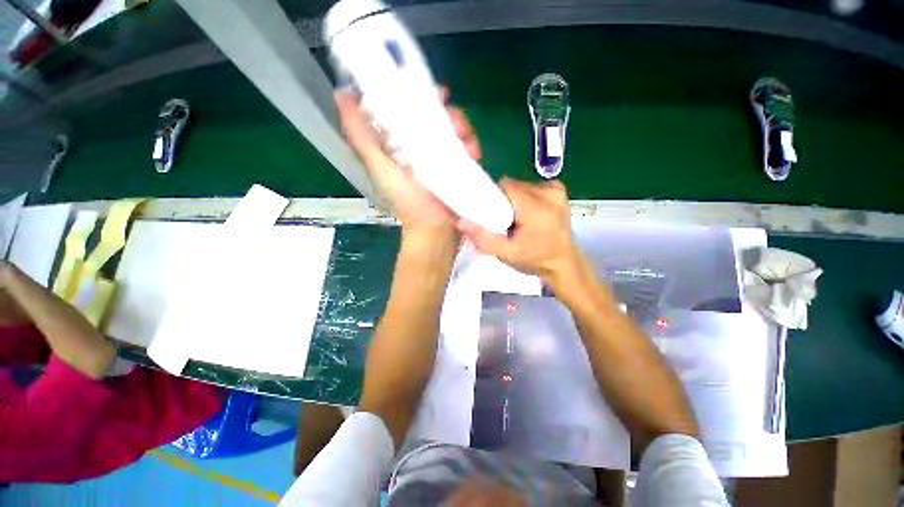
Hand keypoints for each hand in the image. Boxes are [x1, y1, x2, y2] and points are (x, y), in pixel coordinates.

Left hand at [335, 88, 481, 237]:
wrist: (435, 229)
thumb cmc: (408, 201)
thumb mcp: (380, 167)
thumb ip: (361, 136)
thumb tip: (342, 94)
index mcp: (401, 143)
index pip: (410, 107)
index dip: (420, 94)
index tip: (434, 93)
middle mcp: (422, 145)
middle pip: (437, 116)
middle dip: (449, 114)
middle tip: (456, 124)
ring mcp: (443, 156)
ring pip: (455, 129)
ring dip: (464, 130)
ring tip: (469, 145)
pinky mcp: (459, 167)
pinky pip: (468, 147)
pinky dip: (473, 145)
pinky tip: (474, 153)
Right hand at [457, 178, 583, 288]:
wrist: (564, 263)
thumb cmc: (534, 260)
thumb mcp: (505, 253)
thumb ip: (483, 237)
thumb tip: (459, 221)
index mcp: (535, 207)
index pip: (505, 186)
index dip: (493, 195)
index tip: (490, 211)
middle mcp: (548, 193)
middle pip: (513, 185)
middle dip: (503, 199)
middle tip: (503, 219)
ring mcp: (556, 190)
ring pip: (522, 185)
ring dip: (515, 198)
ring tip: (516, 218)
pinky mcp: (560, 191)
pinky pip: (533, 187)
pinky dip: (527, 197)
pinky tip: (529, 213)